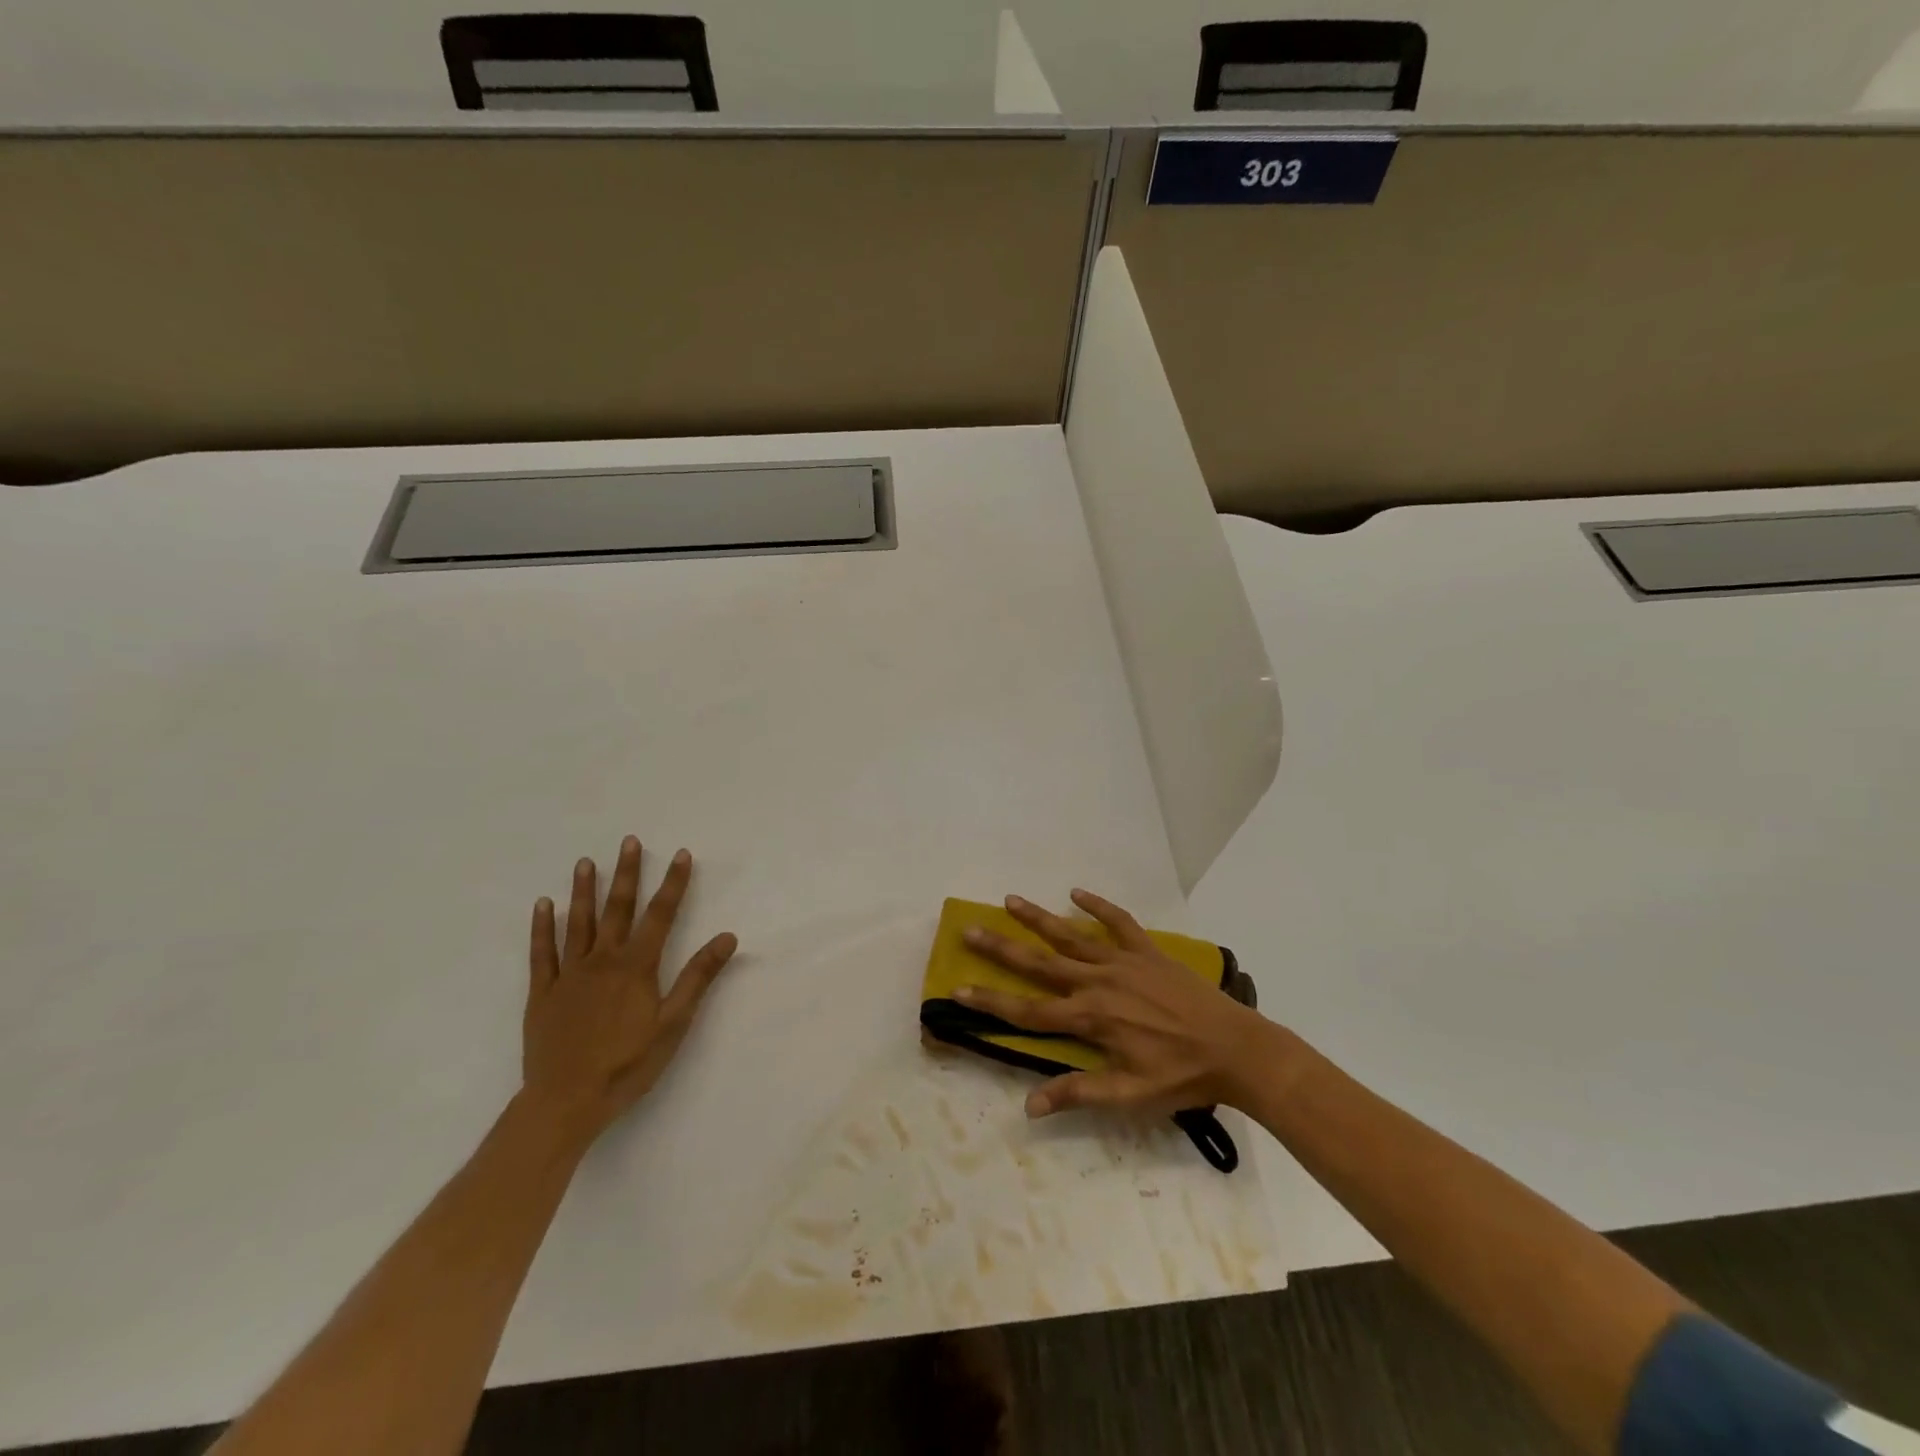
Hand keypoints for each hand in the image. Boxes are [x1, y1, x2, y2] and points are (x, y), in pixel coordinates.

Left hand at [521, 836, 737, 1145]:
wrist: (565, 1102)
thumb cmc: (627, 1064)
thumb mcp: (674, 1023)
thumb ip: (698, 977)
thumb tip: (727, 936)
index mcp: (637, 967)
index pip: (661, 915)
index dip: (673, 883)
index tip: (681, 854)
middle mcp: (603, 960)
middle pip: (617, 909)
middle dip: (626, 873)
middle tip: (629, 841)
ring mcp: (568, 975)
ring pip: (578, 923)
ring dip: (583, 890)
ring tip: (585, 862)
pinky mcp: (542, 993)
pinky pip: (541, 953)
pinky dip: (542, 928)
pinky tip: (543, 905)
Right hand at [957, 889, 1276, 1119]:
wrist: (1236, 1048)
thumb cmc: (1181, 1077)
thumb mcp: (1129, 1096)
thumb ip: (1078, 1094)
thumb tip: (1029, 1106)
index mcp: (1091, 1019)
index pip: (1029, 1012)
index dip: (991, 1002)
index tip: (959, 989)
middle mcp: (1098, 983)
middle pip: (1040, 964)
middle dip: (1002, 948)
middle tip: (970, 929)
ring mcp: (1123, 962)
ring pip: (1071, 936)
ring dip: (1039, 918)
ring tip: (1009, 900)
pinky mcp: (1147, 951)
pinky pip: (1119, 922)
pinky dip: (1098, 906)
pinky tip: (1077, 893)